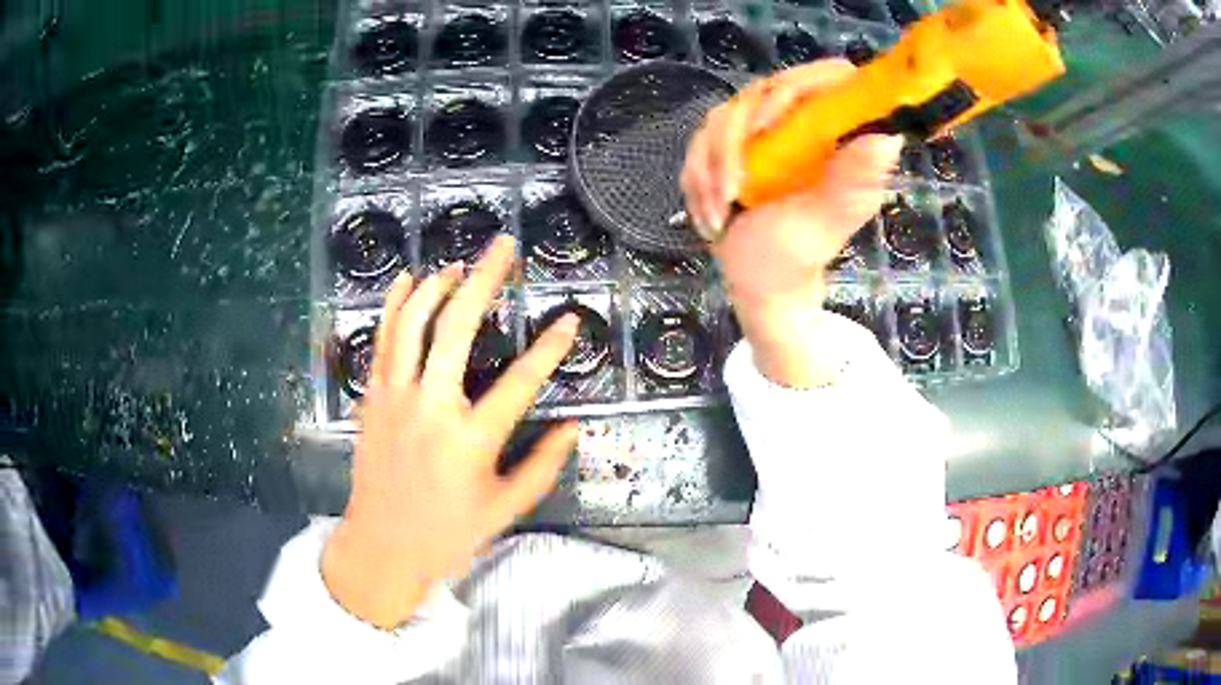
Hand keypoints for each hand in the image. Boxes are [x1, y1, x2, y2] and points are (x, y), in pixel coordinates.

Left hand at [321, 235, 579, 628]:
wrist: (383, 545)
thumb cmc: (447, 533)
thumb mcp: (505, 509)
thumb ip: (542, 466)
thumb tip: (573, 428)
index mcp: (471, 440)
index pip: (520, 383)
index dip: (550, 349)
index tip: (570, 320)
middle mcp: (431, 408)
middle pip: (457, 328)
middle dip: (485, 280)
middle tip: (503, 247)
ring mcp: (396, 398)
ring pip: (413, 324)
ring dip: (437, 285)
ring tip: (460, 262)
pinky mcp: (374, 397)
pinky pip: (383, 340)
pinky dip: (395, 305)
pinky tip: (407, 280)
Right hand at [680, 60, 901, 386]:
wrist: (760, 284)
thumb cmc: (797, 258)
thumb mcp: (825, 222)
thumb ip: (852, 182)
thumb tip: (888, 137)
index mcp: (836, 135)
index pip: (829, 78)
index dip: (799, 87)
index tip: (768, 128)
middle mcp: (802, 124)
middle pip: (763, 90)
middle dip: (735, 141)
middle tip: (732, 188)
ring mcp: (764, 132)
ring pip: (724, 115)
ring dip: (711, 166)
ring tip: (718, 211)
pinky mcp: (731, 145)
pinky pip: (701, 140)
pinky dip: (698, 177)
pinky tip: (709, 212)